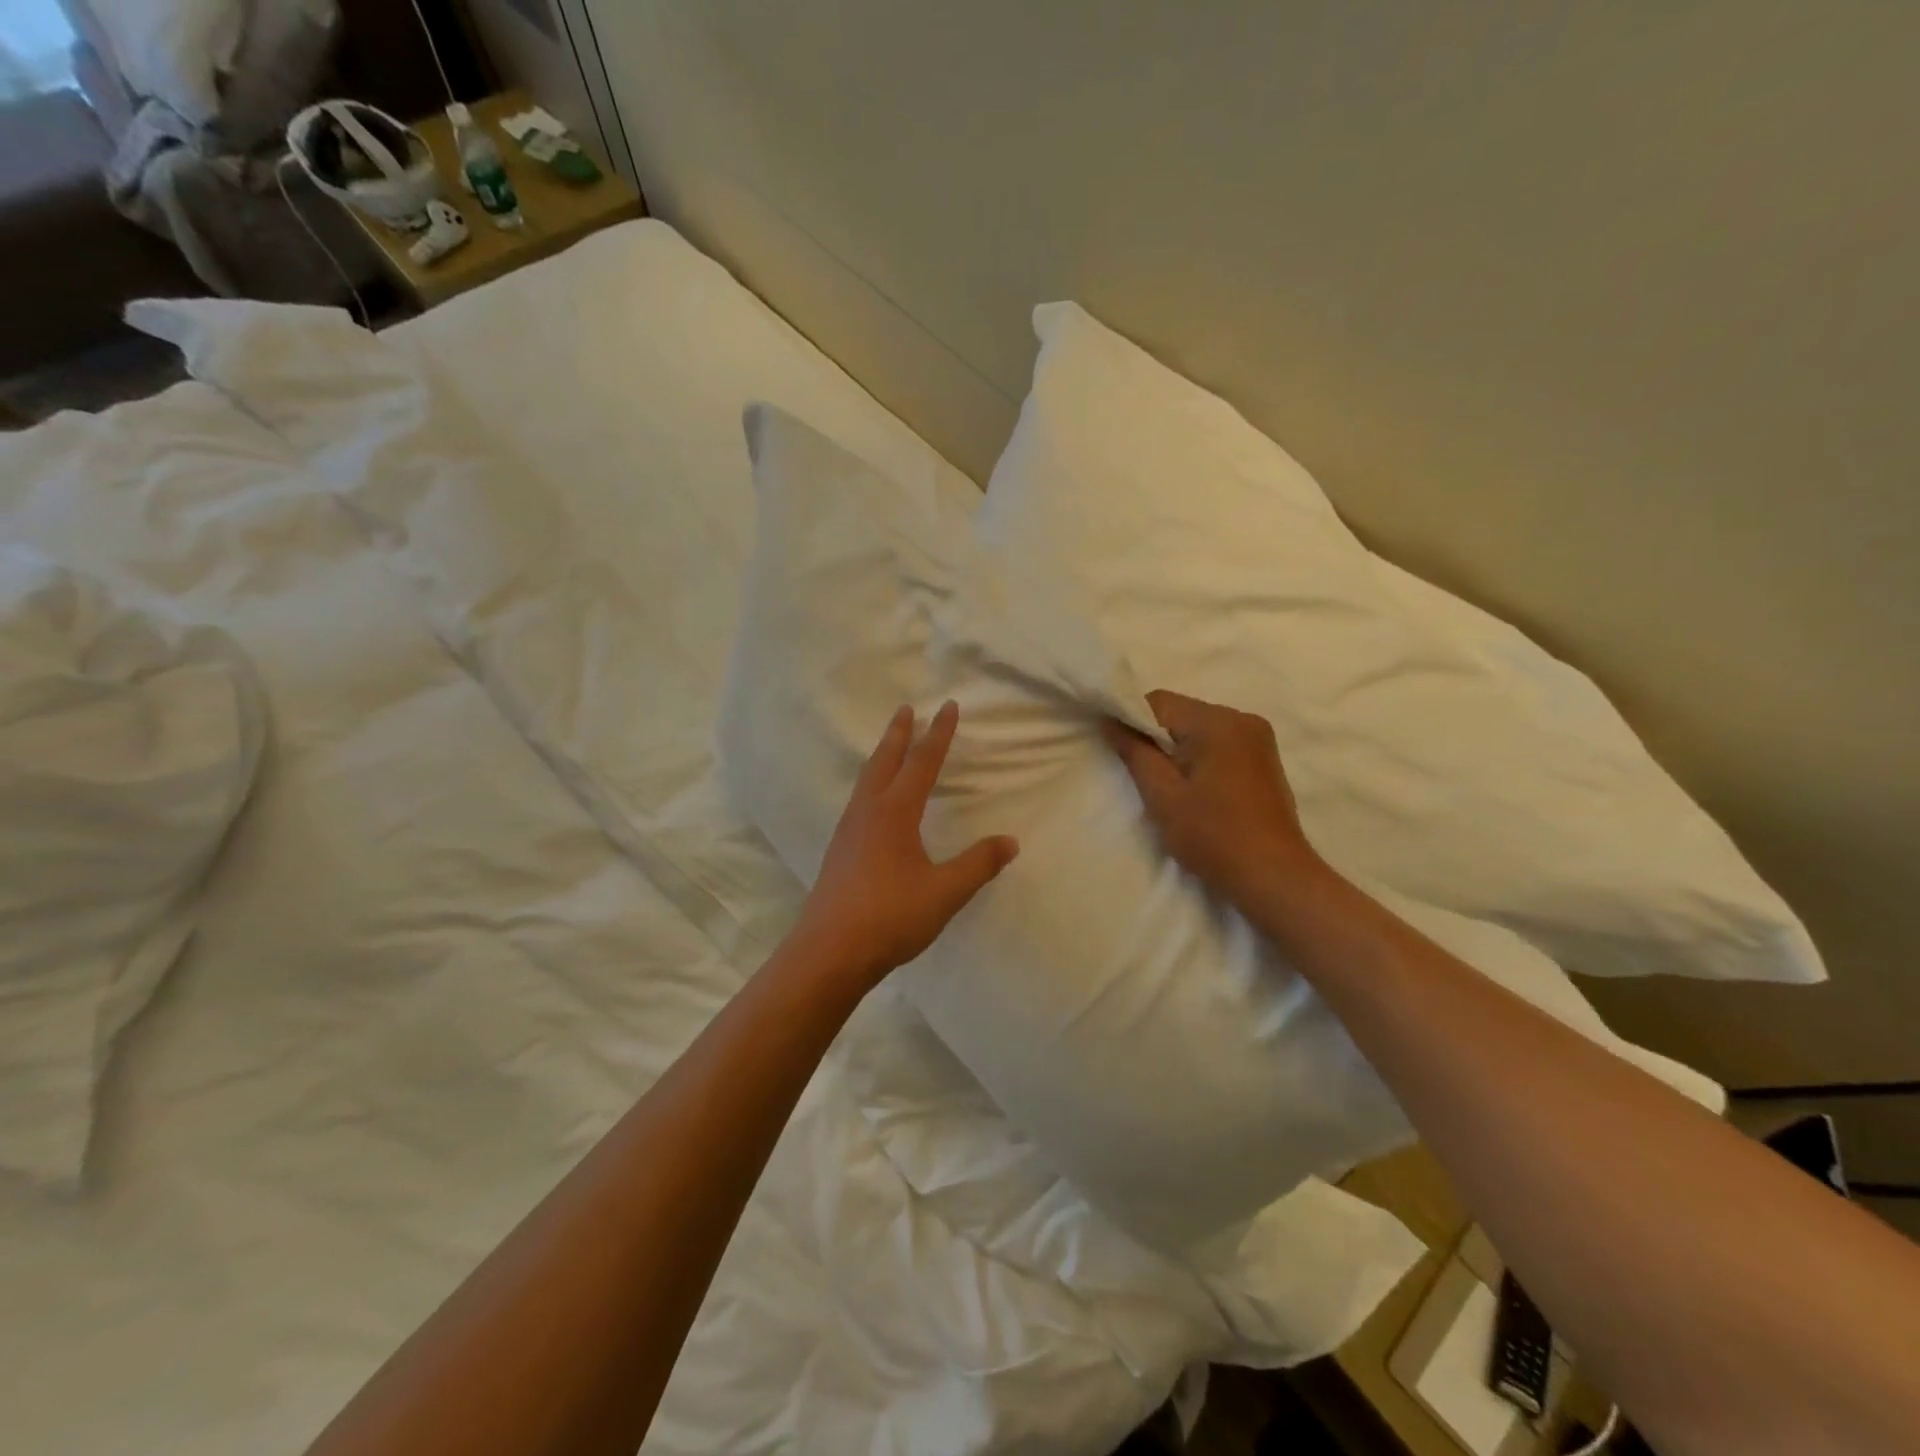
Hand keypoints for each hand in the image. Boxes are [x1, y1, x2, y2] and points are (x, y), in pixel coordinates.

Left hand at [790, 701, 1017, 997]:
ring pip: (866, 781)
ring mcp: (848, 831)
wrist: (829, 952)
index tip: (947, 706)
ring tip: (890, 748)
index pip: (922, 762)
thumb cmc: (890, 917)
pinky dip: (871, 784)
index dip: (938, 734)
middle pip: (884, 761)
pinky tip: (873, 804)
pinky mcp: (839, 851)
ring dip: (881, 757)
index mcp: (895, 812)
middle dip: (898, 734)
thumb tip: (1010, 842)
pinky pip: (858, 802)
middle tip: (905, 709)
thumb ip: (978, 864)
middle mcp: (868, 812)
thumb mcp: (944, 892)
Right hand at [1102, 690, 1319, 905]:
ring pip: (1198, 728)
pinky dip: (1199, 757)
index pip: (1158, 702)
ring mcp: (1258, 738)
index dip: (1131, 721)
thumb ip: (1134, 751)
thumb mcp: (1162, 795)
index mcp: (1217, 722)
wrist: (1273, 876)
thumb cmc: (1213, 835)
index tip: (1119, 752)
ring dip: (1177, 749)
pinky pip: (1219, 743)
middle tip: (1145, 777)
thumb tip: (1110, 720)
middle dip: (1155, 738)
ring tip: (1171, 787)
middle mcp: (1242, 718)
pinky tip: (1196, 790)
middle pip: (1180, 713)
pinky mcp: (1264, 758)